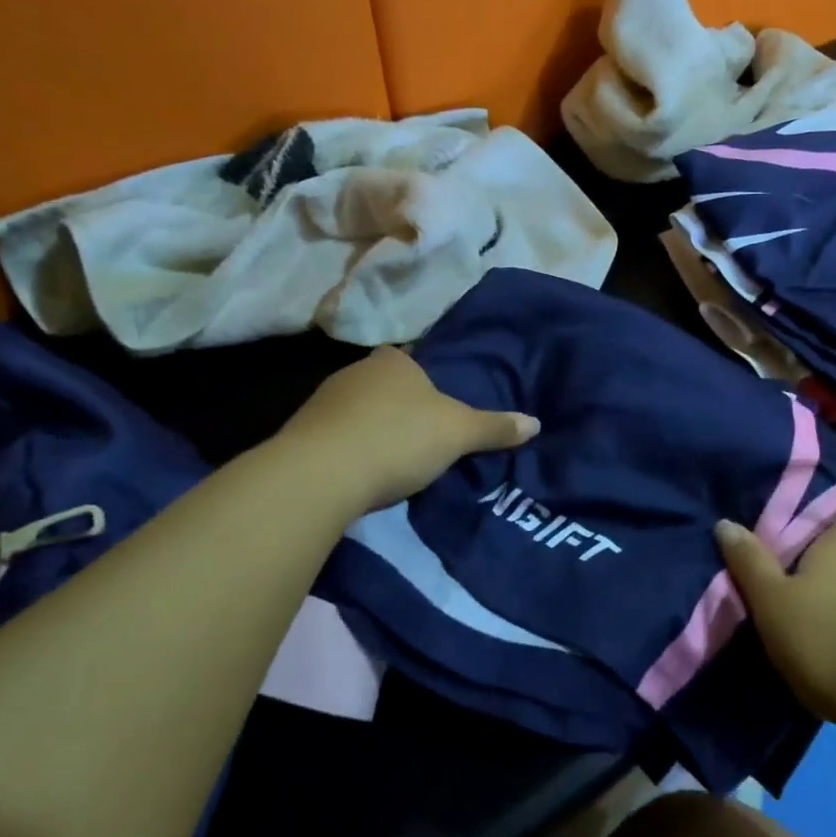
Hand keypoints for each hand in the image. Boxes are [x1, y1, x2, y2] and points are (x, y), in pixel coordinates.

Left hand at [273, 346, 538, 512]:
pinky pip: (337, 438)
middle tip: (426, 436)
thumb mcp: (458, 434)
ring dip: (374, 430)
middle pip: (387, 386)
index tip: (441, 406)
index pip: (414, 360)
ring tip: (396, 460)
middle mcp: (355, 372)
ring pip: (359, 412)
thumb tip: (535, 423)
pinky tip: (364, 474)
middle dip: (403, 407)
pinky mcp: (300, 436)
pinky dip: (351, 451)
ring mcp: (322, 403)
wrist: (318, 476)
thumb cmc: (398, 439)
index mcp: (394, 362)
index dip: (429, 380)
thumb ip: (495, 427)